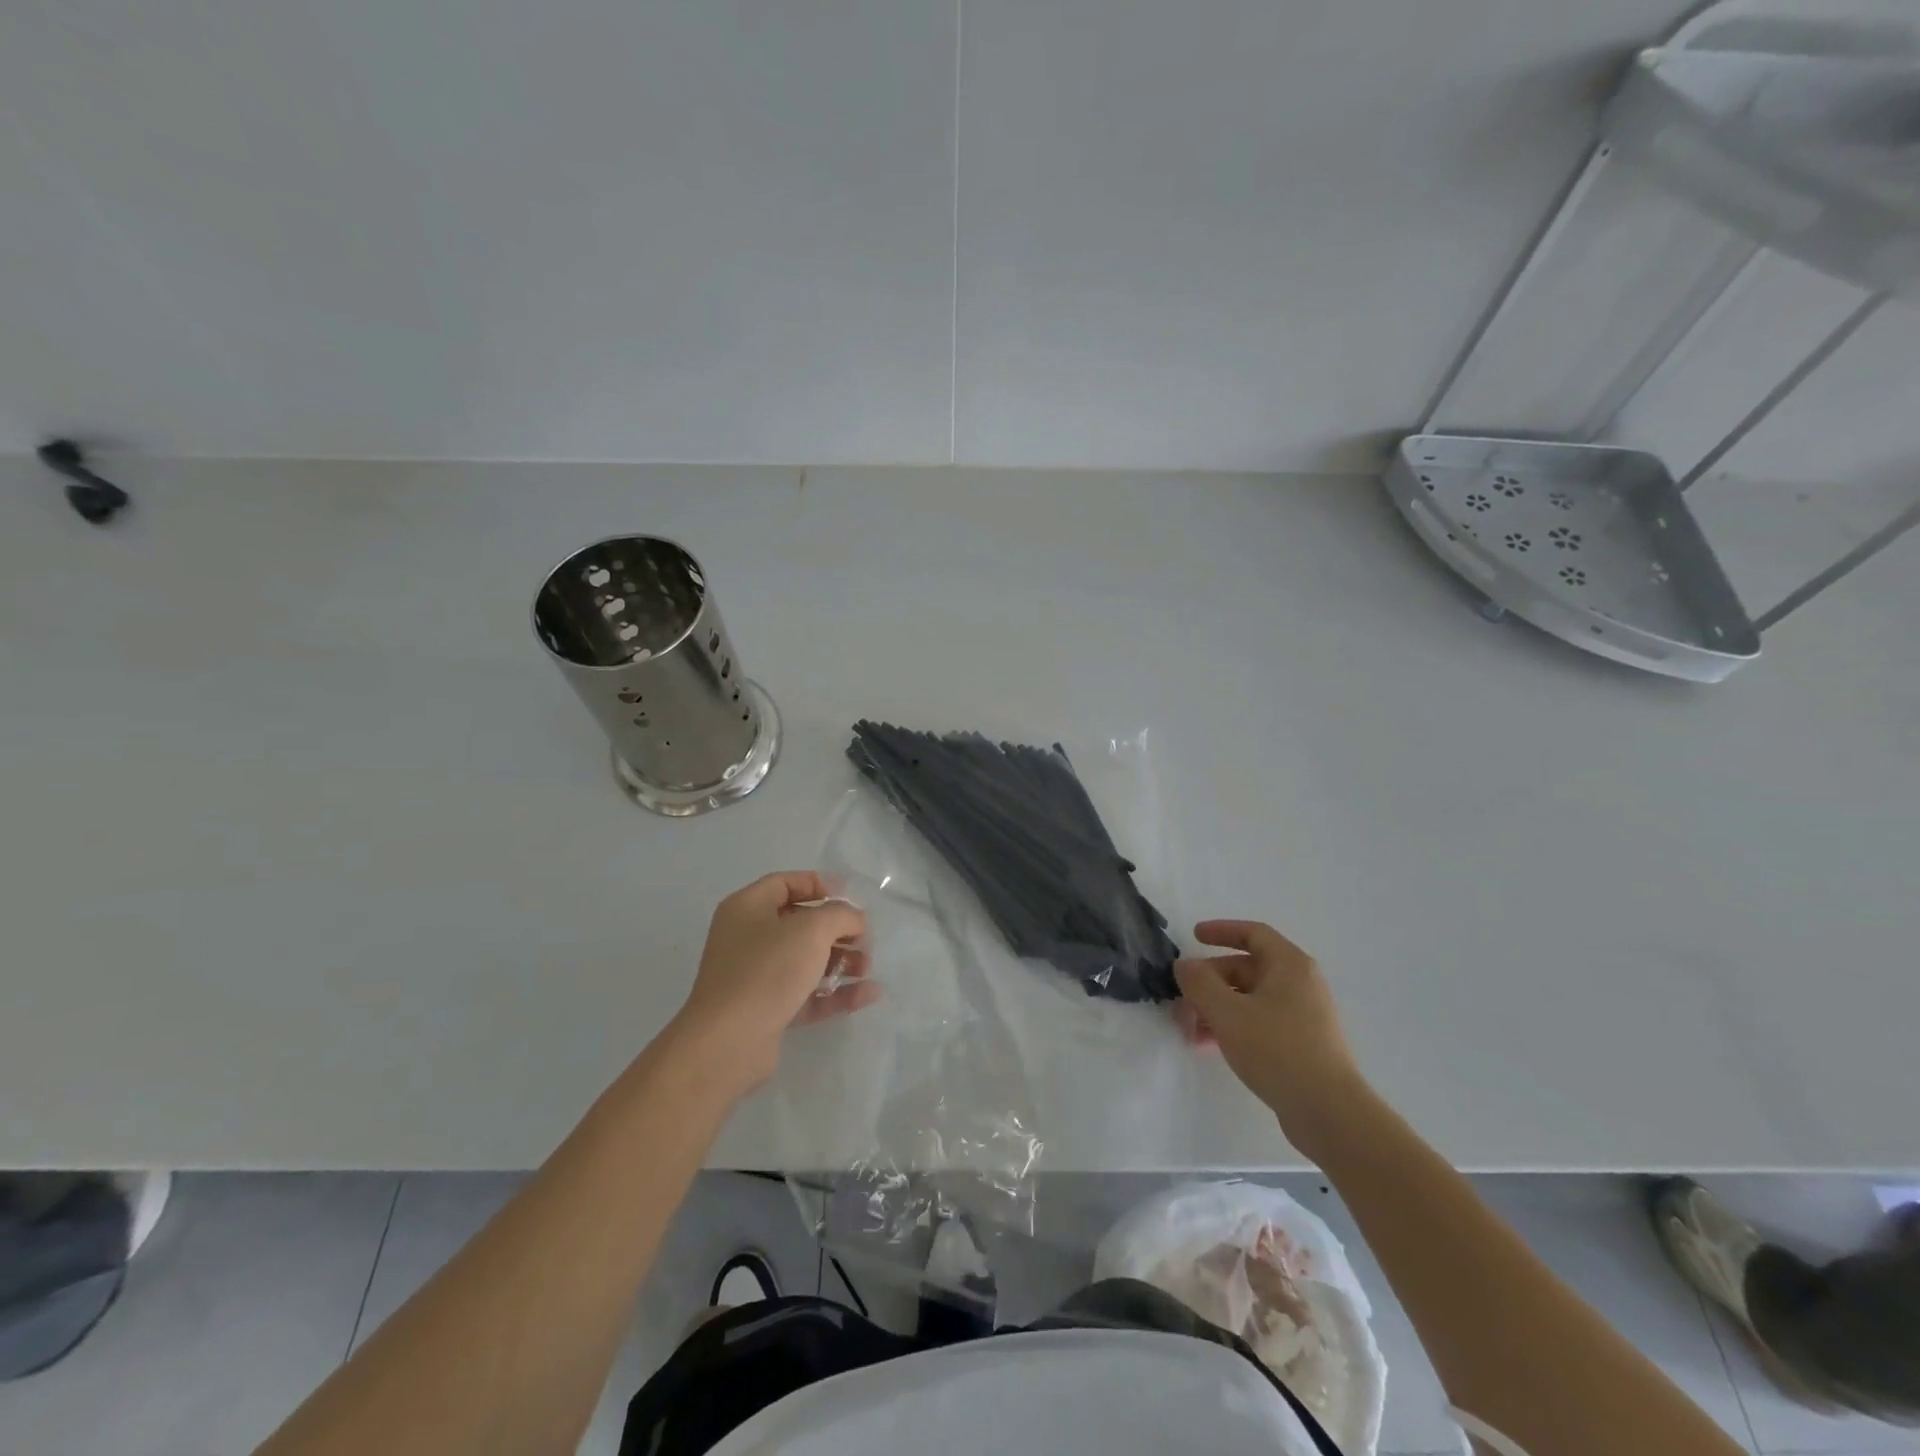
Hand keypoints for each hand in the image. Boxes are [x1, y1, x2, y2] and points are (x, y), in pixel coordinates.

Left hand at [672, 871, 875, 1095]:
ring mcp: (755, 977)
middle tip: (865, 937)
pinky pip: (806, 994)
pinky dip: (835, 992)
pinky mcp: (766, 1011)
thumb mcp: (812, 930)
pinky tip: (868, 994)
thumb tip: (855, 919)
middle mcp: (747, 938)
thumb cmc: (767, 970)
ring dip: (840, 961)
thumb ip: (841, 916)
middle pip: (799, 924)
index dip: (818, 885)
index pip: (785, 884)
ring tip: (867, 967)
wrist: (729, 1042)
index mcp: (747, 908)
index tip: (850, 897)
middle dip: (836, 929)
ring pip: (805, 961)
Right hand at [1173, 920, 1366, 1150]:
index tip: (1193, 937)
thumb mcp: (1228, 1012)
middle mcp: (1300, 984)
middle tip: (1181, 1002)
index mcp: (1289, 965)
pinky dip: (1232, 1026)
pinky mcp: (1301, 1044)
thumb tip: (1184, 965)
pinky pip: (1259, 1022)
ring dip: (1215, 1008)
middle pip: (1245, 969)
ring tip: (1189, 1031)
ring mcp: (1303, 1015)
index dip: (1221, 930)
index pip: (1253, 933)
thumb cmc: (1277, 1050)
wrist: (1329, 1113)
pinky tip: (1210, 1046)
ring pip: (1249, 999)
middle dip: (1209, 983)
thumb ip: (1199, 983)